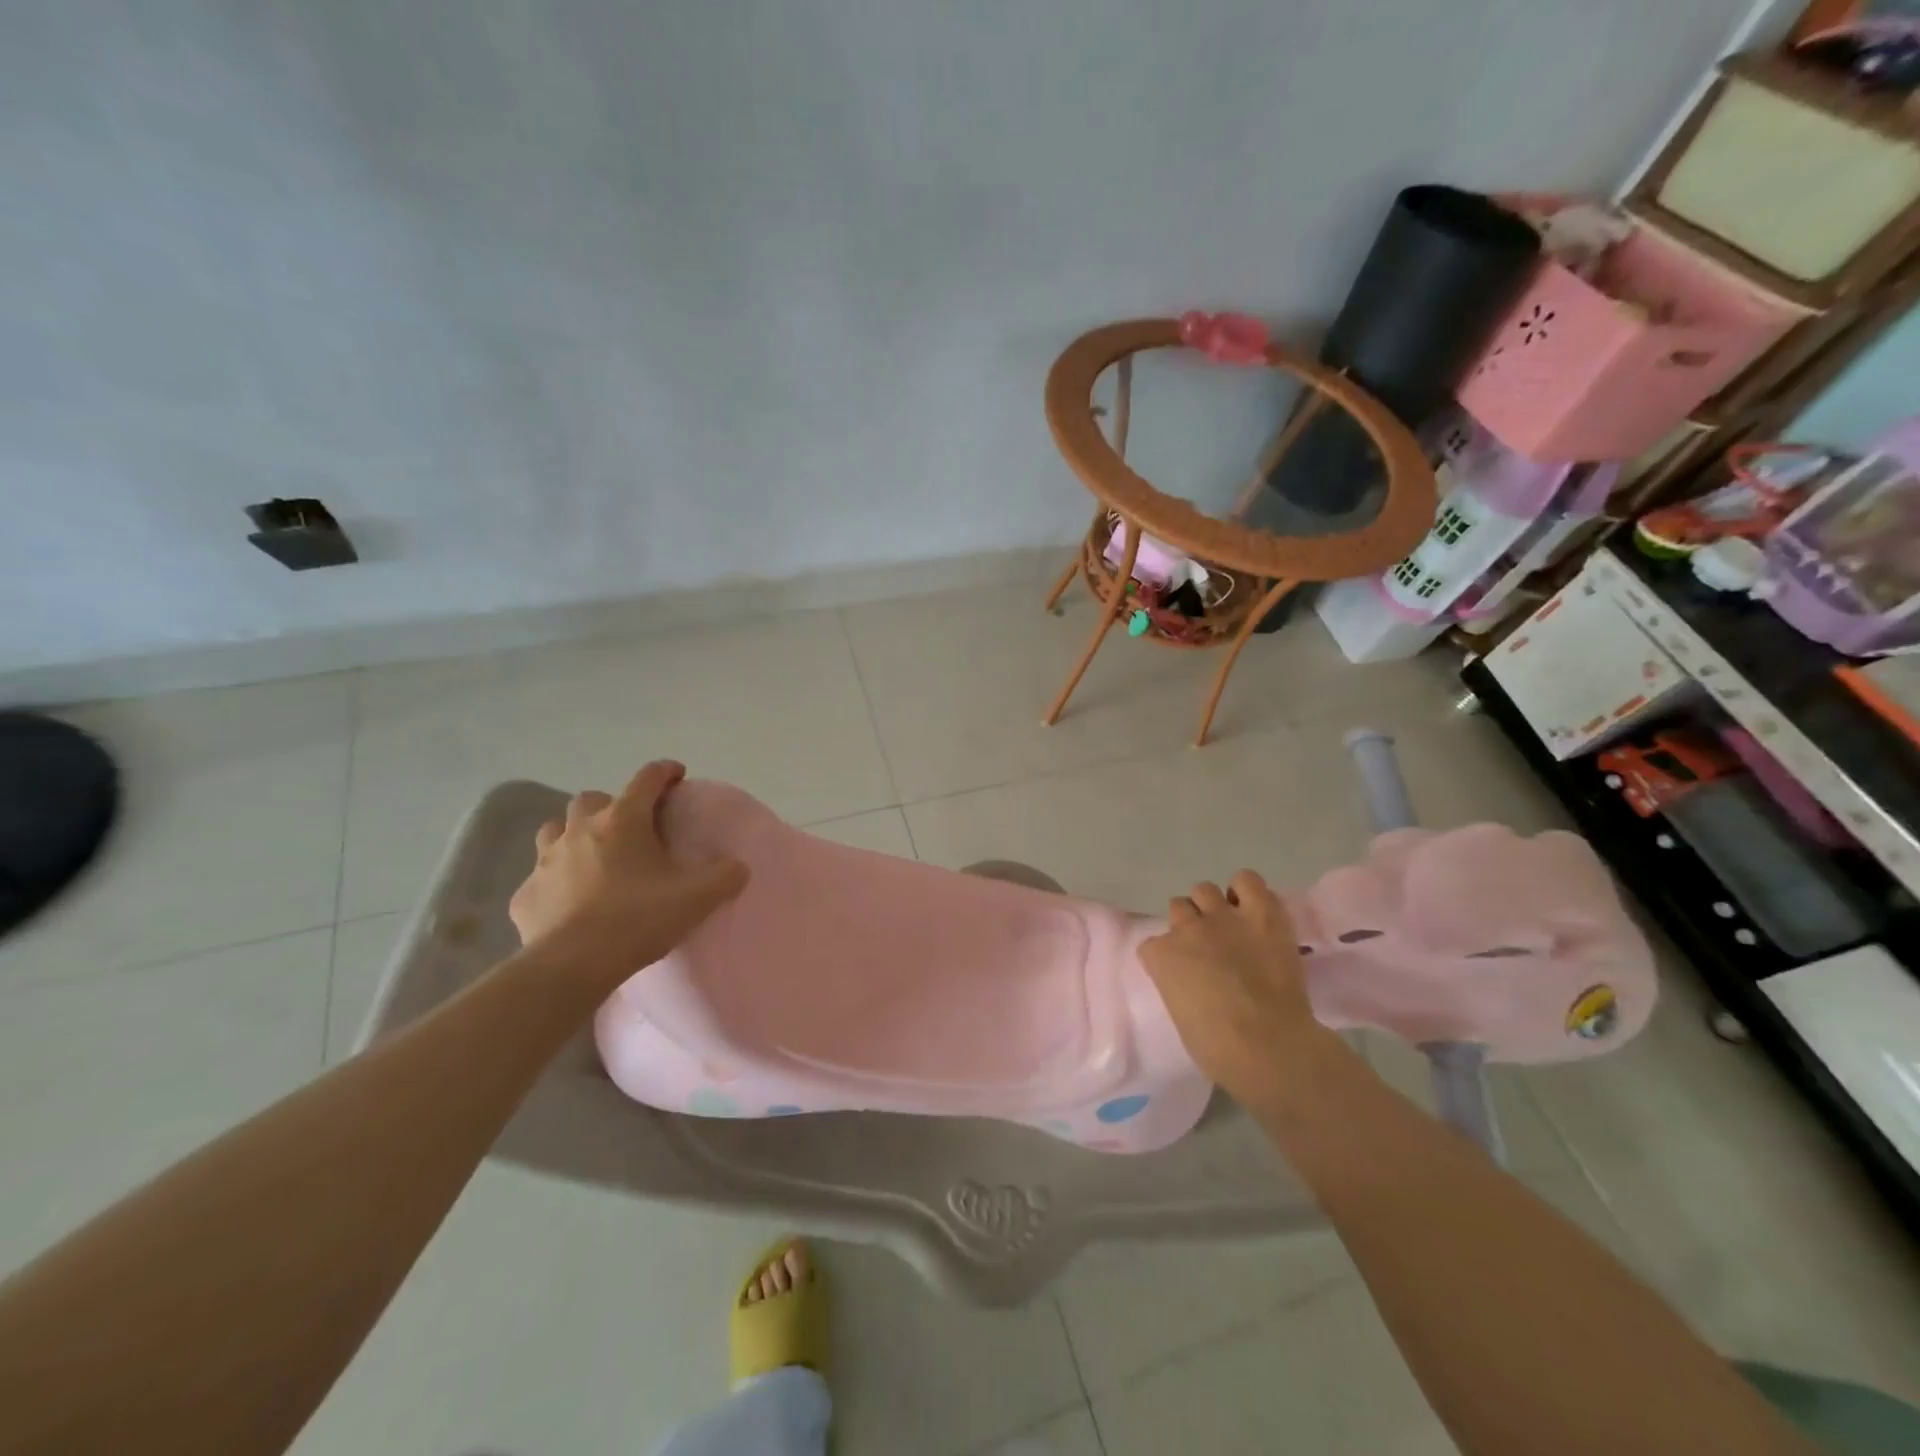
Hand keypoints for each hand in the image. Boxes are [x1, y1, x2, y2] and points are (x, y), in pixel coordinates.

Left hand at [509, 760, 747, 980]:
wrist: (573, 965)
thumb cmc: (638, 920)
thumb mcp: (698, 898)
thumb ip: (725, 876)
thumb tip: (738, 867)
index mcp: (623, 821)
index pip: (647, 779)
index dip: (665, 772)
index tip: (677, 775)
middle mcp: (580, 830)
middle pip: (593, 800)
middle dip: (611, 806)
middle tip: (631, 829)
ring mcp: (546, 861)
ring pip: (555, 830)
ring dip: (574, 835)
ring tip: (593, 857)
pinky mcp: (525, 895)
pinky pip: (540, 878)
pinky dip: (555, 883)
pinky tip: (568, 903)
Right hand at [1140, 870, 1332, 1108]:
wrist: (1269, 1045)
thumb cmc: (1219, 1049)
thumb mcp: (1181, 1017)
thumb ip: (1179, 987)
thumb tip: (1194, 984)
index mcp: (1161, 956)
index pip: (1153, 946)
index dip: (1169, 959)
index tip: (1183, 974)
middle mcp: (1187, 928)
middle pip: (1178, 908)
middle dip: (1190, 925)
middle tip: (1209, 948)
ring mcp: (1223, 917)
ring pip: (1204, 889)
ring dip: (1213, 907)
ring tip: (1230, 926)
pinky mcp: (1261, 913)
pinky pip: (1247, 880)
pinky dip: (1246, 891)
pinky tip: (1253, 910)